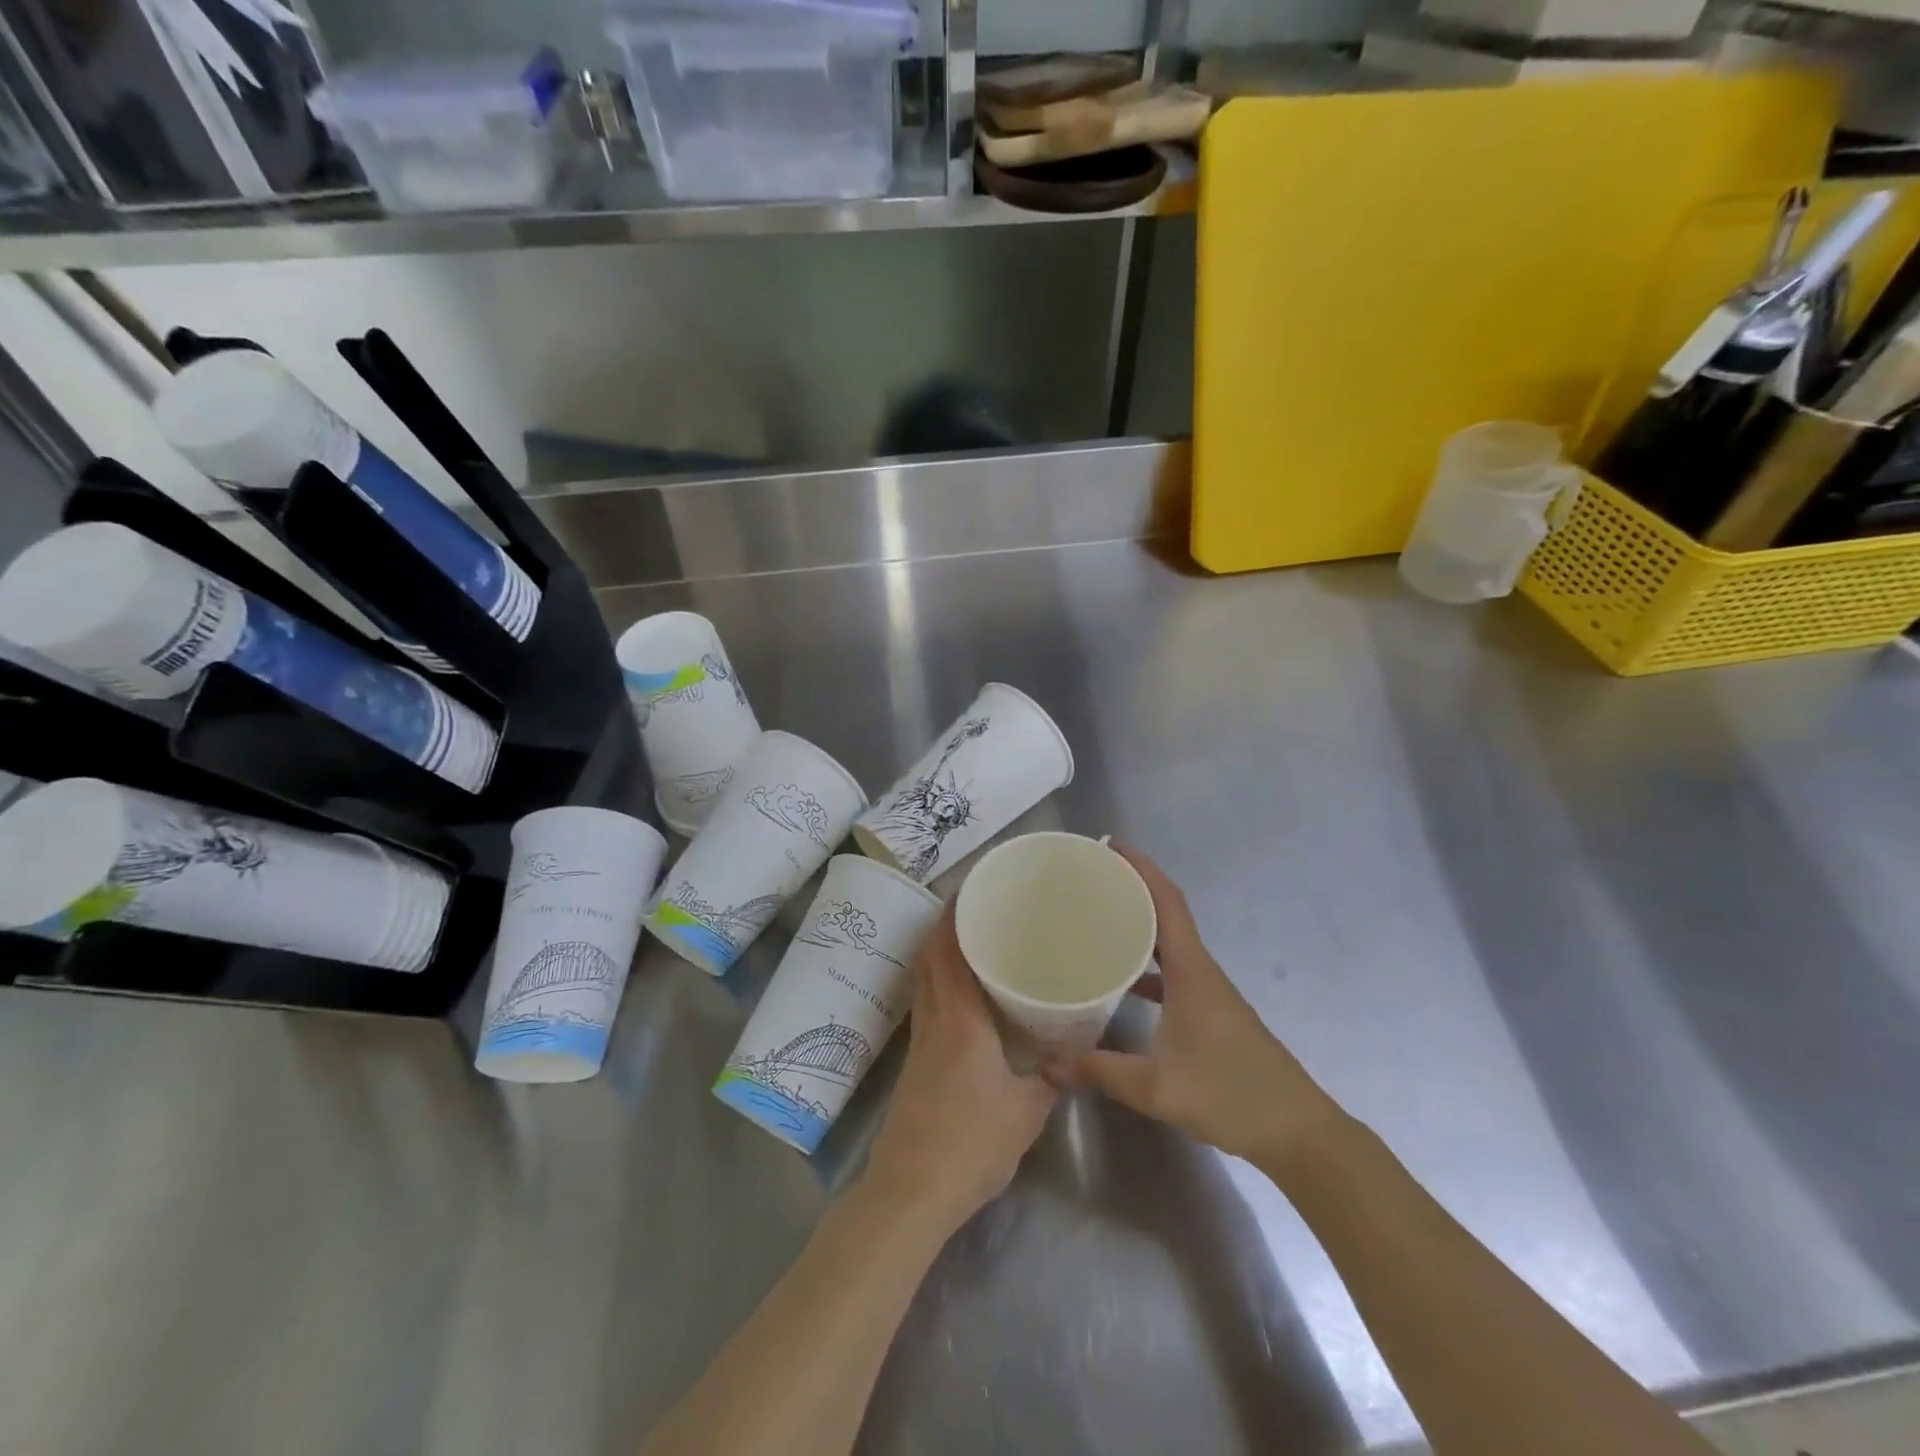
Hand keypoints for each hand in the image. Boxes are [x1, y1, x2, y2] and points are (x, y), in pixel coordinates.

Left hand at [863, 905, 1056, 1232]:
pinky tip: (964, 993)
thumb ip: (1051, 1076)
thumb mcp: (1026, 1111)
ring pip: (924, 978)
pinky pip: (926, 1001)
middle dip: (946, 925)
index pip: (948, 952)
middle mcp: (934, 1018)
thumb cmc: (971, 1144)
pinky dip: (939, 981)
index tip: (972, 889)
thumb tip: (1073, 1052)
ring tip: (972, 938)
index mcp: (959, 1019)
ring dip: (940, 951)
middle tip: (978, 907)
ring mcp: (919, 1038)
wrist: (912, 1189)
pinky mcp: (915, 1059)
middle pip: (930, 957)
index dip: (954, 916)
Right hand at [1048, 846, 1345, 1174]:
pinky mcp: (1211, 1011)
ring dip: (1140, 923)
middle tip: (1090, 878)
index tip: (1109, 846)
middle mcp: (1201, 970)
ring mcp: (1208, 991)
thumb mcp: (1157, 1087)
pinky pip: (1172, 971)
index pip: (1167, 901)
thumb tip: (1047, 1066)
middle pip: (1166, 912)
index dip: (1141, 867)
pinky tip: (1121, 982)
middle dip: (1132, 887)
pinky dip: (1147, 964)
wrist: (1296, 1131)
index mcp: (1192, 970)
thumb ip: (1101, 1072)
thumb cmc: (1230, 1095)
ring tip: (1098, 918)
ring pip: (1170, 942)